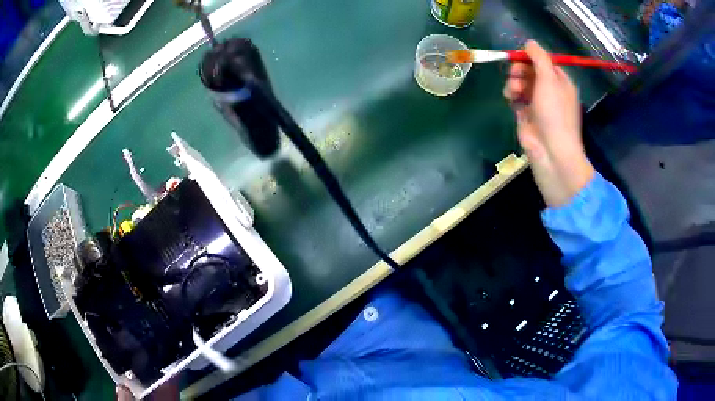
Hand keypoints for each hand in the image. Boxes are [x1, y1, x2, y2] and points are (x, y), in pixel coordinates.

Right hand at [503, 40, 593, 206]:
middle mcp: (550, 91)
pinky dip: (511, 95)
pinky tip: (510, 98)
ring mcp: (538, 103)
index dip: (532, 57)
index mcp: (561, 82)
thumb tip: (529, 42)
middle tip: (515, 73)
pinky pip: (516, 97)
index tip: (520, 56)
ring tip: (513, 90)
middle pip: (531, 71)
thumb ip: (539, 58)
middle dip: (520, 69)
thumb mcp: (549, 79)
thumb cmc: (554, 113)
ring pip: (521, 83)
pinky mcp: (526, 115)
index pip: (545, 62)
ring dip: (514, 82)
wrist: (551, 151)